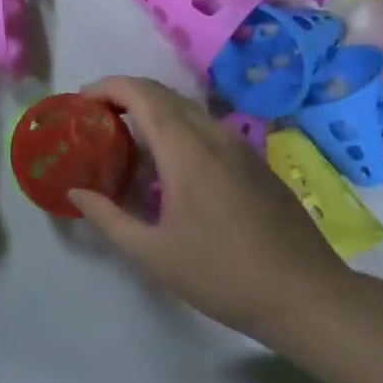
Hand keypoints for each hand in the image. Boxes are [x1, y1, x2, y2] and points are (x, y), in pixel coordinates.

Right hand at [69, 76, 354, 343]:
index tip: (81, 101)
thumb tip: (76, 193)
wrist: (306, 295)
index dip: (107, 86)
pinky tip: (168, 169)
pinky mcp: (255, 163)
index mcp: (186, 149)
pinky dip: (177, 130)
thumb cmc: (222, 274)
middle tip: (96, 119)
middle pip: (163, 94)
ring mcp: (240, 147)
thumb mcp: (152, 253)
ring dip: (152, 113)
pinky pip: (207, 129)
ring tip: (126, 142)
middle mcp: (214, 135)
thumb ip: (108, 218)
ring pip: (187, 110)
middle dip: (125, 95)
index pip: (141, 93)